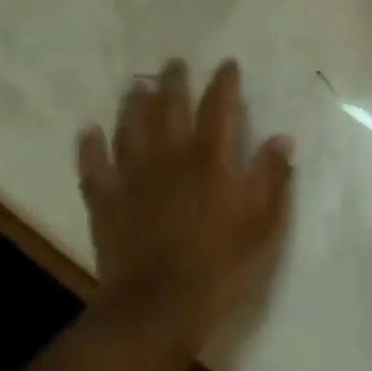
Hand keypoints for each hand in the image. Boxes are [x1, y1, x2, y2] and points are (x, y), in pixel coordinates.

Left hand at [76, 59, 293, 370]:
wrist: (157, 307)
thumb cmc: (221, 264)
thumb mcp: (263, 222)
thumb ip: (271, 177)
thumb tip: (281, 138)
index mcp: (212, 159)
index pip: (219, 107)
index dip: (224, 82)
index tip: (227, 65)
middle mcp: (170, 157)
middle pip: (169, 107)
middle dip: (174, 82)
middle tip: (173, 64)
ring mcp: (132, 177)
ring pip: (130, 128)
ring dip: (134, 103)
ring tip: (137, 86)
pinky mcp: (105, 201)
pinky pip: (94, 166)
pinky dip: (90, 146)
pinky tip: (90, 131)